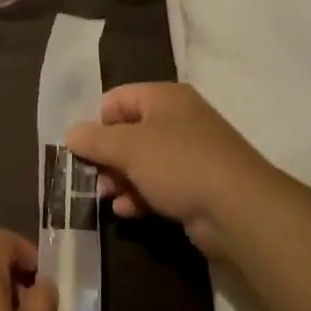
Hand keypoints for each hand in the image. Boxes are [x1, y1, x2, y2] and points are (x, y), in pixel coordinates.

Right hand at [65, 83, 285, 258]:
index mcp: (164, 98)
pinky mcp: (198, 186)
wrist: (239, 210)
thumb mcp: (128, 147)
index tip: (85, 149)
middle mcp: (179, 120)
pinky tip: (127, 211)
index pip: (117, 99)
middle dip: (107, 156)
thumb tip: (71, 134)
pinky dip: (140, 196)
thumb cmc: (178, 164)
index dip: (97, 122)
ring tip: (106, 197)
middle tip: (93, 178)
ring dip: (120, 179)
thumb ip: (94, 139)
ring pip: (143, 162)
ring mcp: (191, 154)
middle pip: (129, 132)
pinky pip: (159, 185)